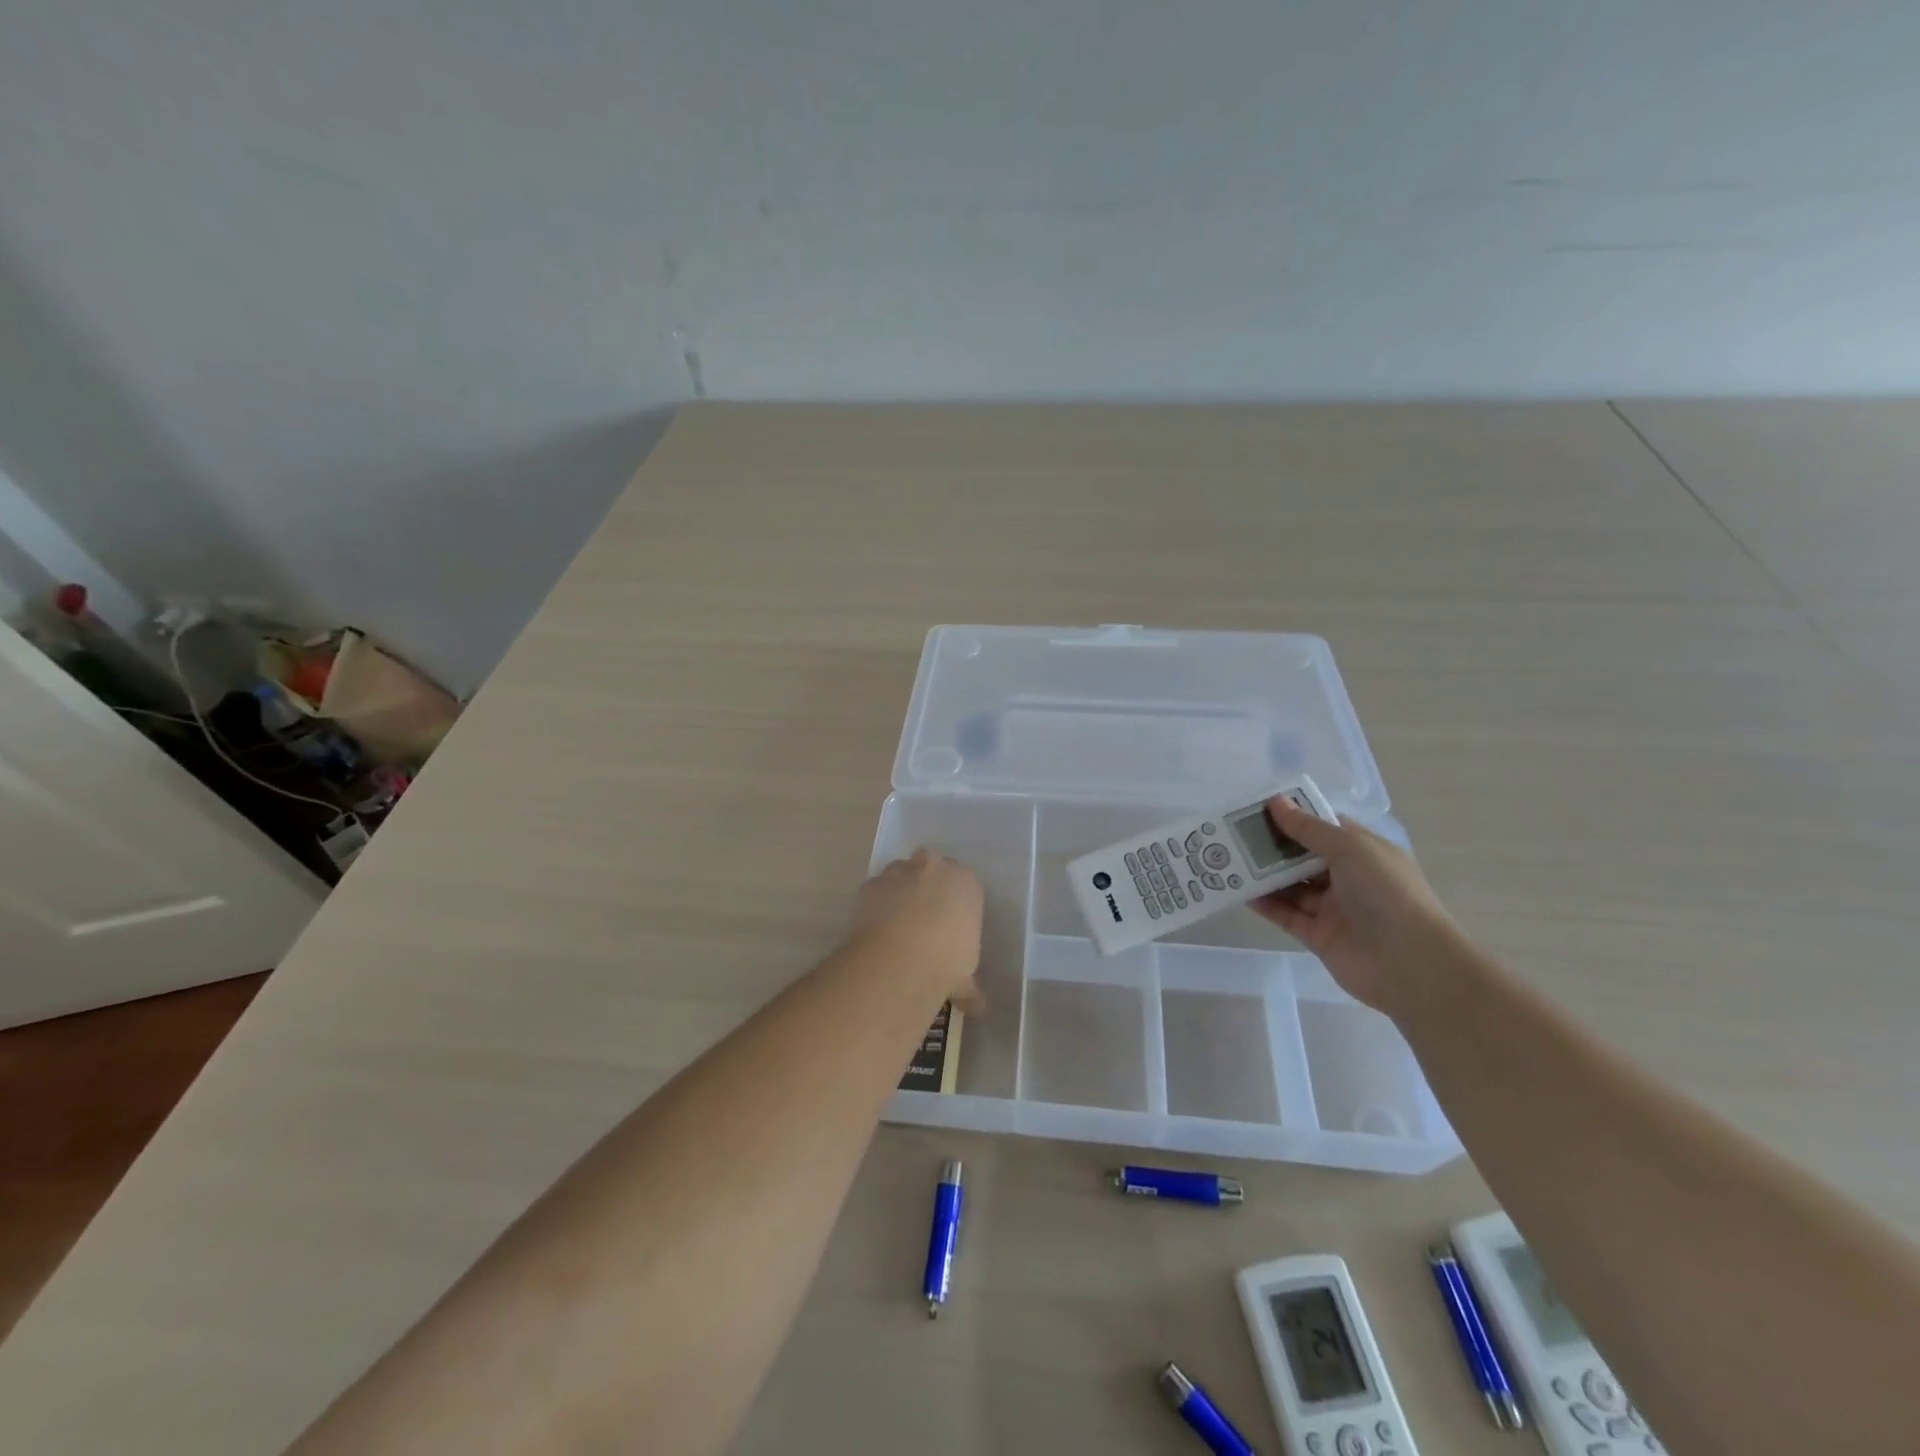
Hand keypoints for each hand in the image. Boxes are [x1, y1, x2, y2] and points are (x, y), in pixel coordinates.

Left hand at [848, 849, 984, 1007]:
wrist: (900, 961)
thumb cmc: (946, 962)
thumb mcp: (966, 975)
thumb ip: (969, 984)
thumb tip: (975, 1005)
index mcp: (966, 882)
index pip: (964, 884)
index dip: (955, 903)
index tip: (949, 925)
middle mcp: (934, 867)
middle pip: (931, 869)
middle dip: (927, 887)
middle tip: (923, 920)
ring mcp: (899, 872)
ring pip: (900, 875)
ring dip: (899, 892)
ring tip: (896, 927)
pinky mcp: (871, 884)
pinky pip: (876, 891)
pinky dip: (876, 906)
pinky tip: (876, 931)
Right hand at [1249, 797, 1457, 1012]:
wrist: (1410, 964)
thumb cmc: (1386, 893)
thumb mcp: (1350, 849)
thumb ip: (1309, 828)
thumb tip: (1276, 801)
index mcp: (1364, 852)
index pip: (1324, 828)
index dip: (1295, 816)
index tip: (1258, 808)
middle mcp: (1349, 878)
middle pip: (1303, 857)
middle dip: (1272, 845)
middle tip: (1234, 834)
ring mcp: (1333, 908)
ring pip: (1292, 886)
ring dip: (1264, 874)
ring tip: (1229, 859)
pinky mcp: (1318, 936)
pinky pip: (1286, 915)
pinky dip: (1266, 904)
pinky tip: (1241, 891)